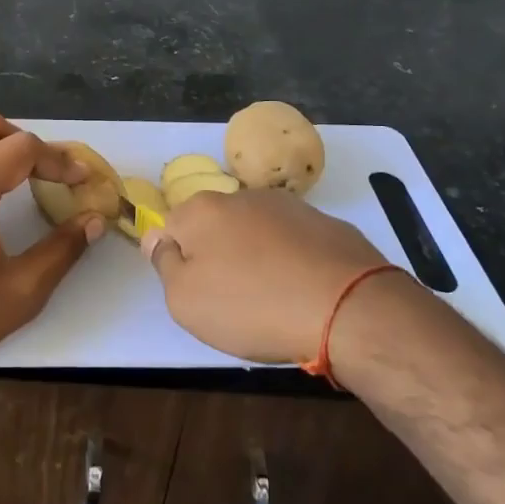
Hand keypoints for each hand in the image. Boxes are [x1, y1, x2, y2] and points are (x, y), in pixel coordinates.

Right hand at [142, 188, 390, 365]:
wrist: (346, 307)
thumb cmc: (252, 305)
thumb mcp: (186, 300)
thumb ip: (164, 264)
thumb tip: (157, 238)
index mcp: (201, 210)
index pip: (170, 227)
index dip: (177, 260)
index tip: (194, 291)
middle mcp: (241, 197)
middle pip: (215, 226)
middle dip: (217, 256)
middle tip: (231, 299)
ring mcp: (287, 207)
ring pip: (255, 232)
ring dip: (255, 257)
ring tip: (271, 298)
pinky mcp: (325, 224)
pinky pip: (293, 243)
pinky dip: (291, 262)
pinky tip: (302, 292)